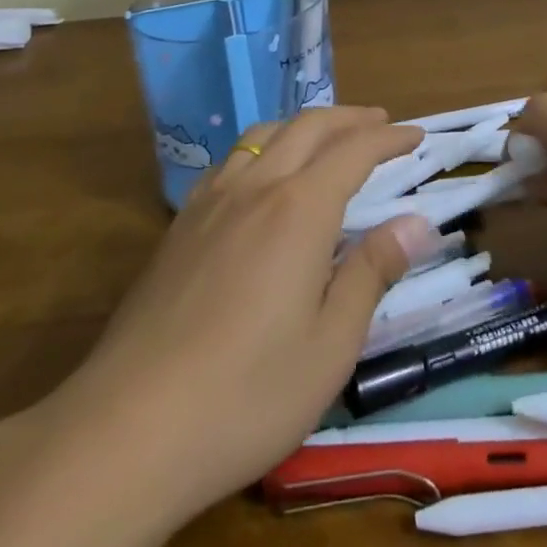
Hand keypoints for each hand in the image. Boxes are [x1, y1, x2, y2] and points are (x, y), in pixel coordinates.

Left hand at [39, 106, 440, 528]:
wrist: (129, 428)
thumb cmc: (247, 394)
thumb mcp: (331, 345)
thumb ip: (372, 272)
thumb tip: (417, 223)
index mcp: (299, 210)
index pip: (354, 151)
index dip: (389, 138)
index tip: (415, 134)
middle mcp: (255, 188)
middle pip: (307, 127)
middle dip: (349, 118)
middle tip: (380, 123)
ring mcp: (210, 203)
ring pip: (263, 136)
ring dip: (302, 126)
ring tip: (325, 138)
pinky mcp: (179, 227)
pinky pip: (228, 163)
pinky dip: (262, 150)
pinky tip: (260, 178)